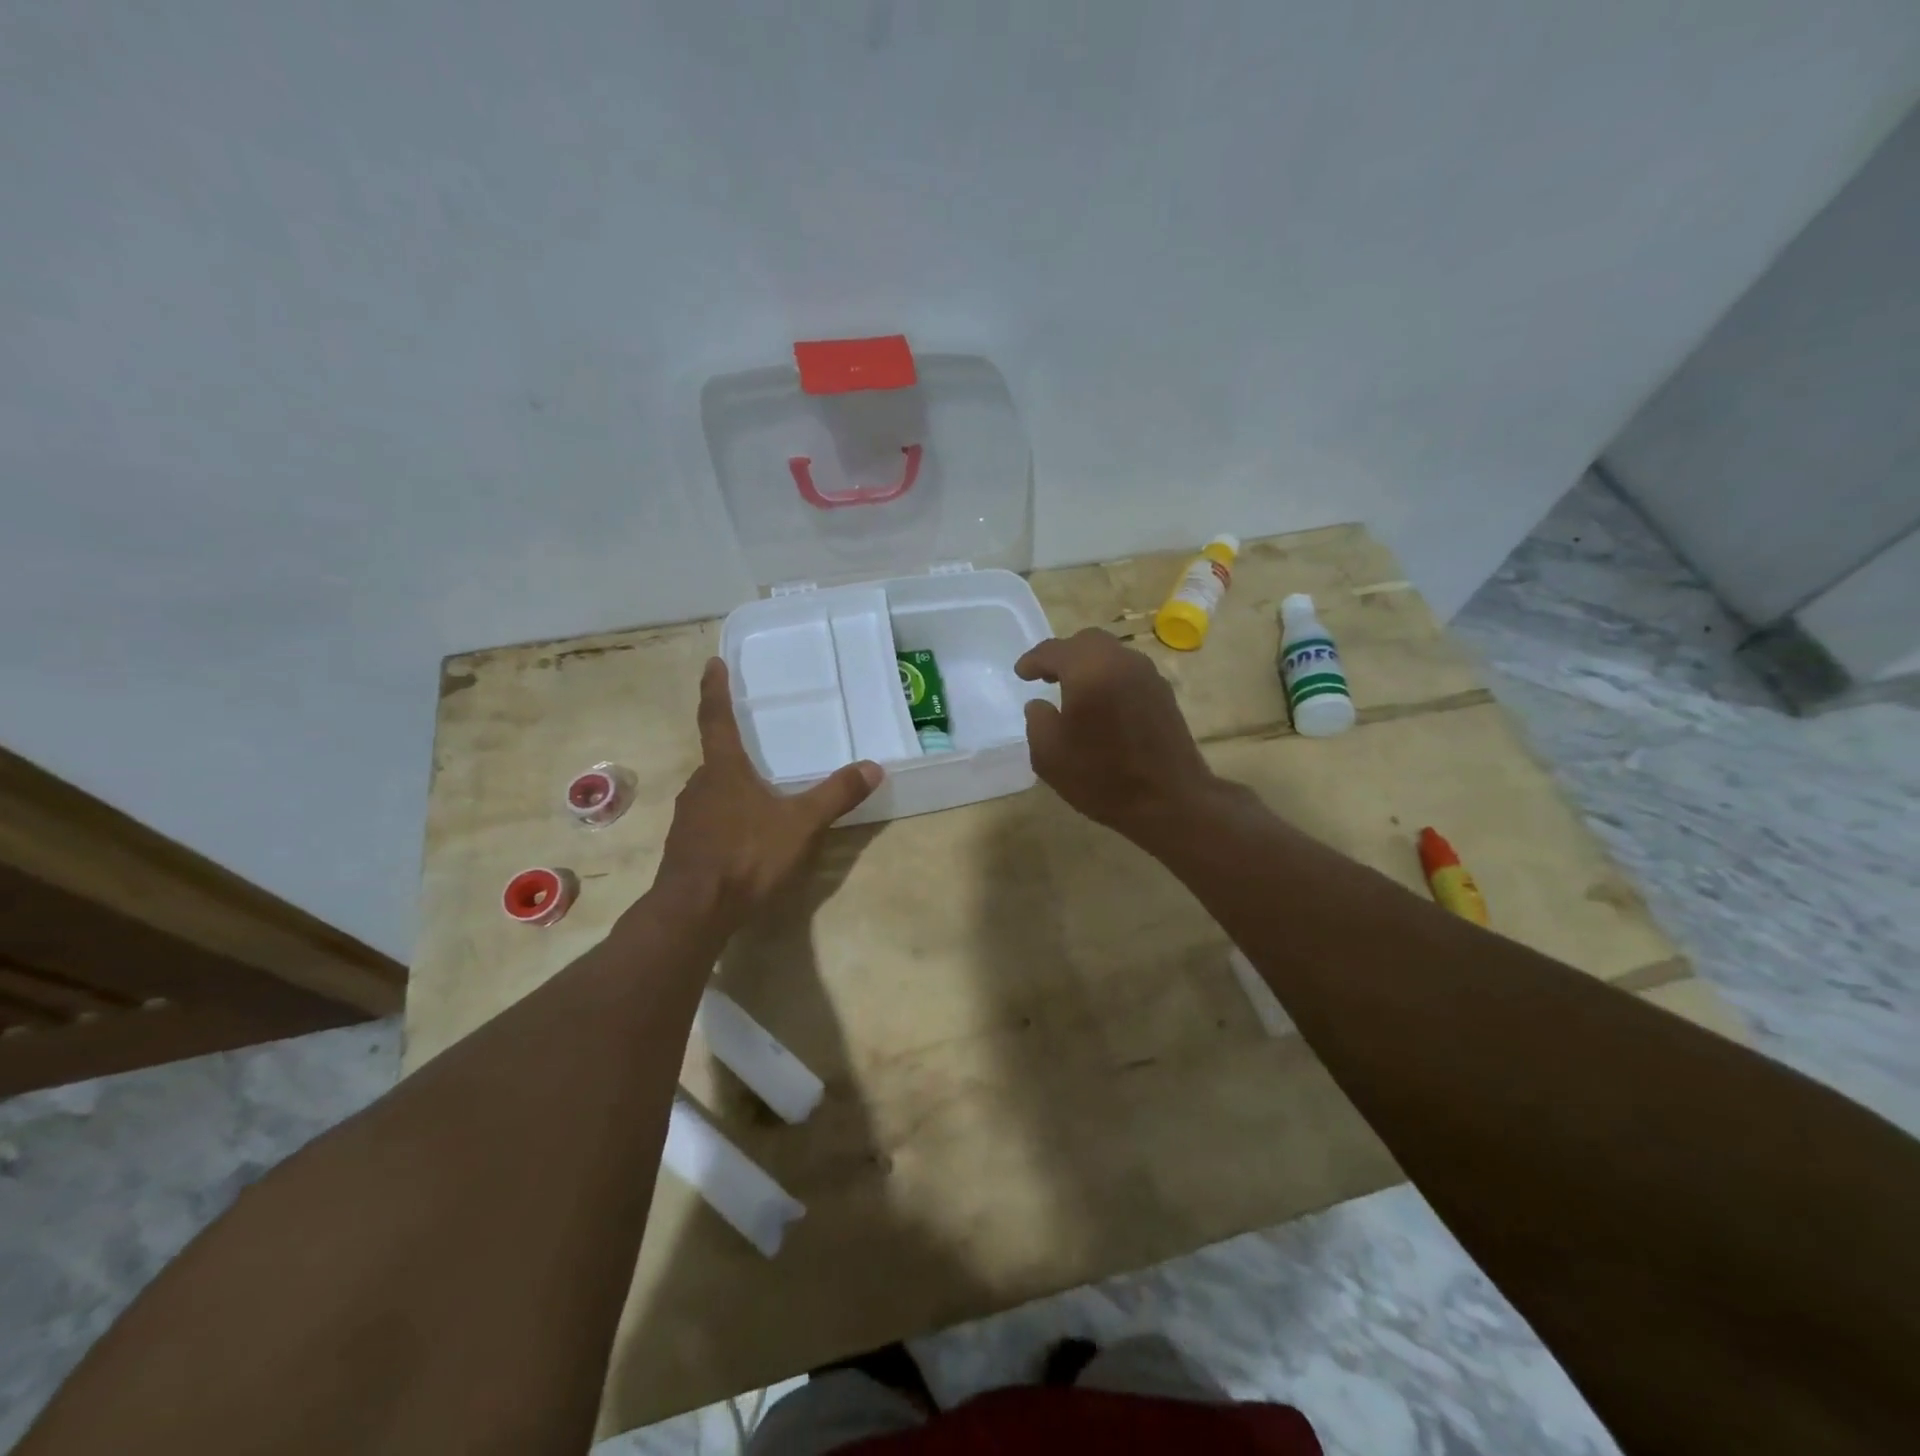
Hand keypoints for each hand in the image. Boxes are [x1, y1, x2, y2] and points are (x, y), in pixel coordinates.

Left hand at [655, 659, 882, 924]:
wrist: (694, 912)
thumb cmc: (747, 855)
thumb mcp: (801, 824)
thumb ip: (836, 795)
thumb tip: (873, 766)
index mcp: (724, 771)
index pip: (717, 719)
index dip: (715, 690)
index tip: (712, 663)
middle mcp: (700, 787)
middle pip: (716, 759)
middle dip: (733, 750)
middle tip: (755, 746)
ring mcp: (688, 819)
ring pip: (712, 792)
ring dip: (731, 788)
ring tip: (758, 795)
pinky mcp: (685, 849)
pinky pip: (709, 821)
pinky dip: (727, 818)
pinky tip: (745, 837)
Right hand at [1015, 629, 1221, 840]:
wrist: (1170, 801)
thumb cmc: (1102, 778)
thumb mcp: (1049, 755)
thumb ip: (1037, 720)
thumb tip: (1040, 704)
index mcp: (1089, 670)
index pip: (1053, 651)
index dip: (1033, 661)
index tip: (1021, 674)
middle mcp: (1121, 661)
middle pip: (1086, 641)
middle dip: (1063, 655)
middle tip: (1046, 677)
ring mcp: (1147, 675)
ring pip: (1111, 654)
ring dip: (1088, 664)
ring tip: (1073, 690)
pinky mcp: (1163, 693)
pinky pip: (1128, 671)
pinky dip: (1108, 676)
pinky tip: (1101, 703)